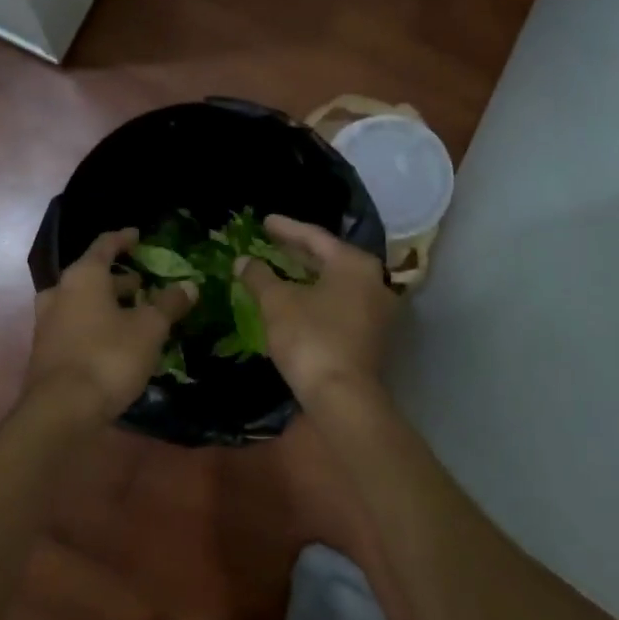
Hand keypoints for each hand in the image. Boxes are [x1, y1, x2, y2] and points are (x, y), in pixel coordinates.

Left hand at [23, 229, 196, 421]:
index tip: (138, 236)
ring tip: (135, 314)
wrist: (60, 411)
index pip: (105, 245)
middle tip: (145, 285)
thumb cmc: (108, 357)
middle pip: (92, 276)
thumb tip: (188, 286)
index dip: (123, 239)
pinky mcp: (46, 350)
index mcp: (83, 276)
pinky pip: (75, 325)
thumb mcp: (149, 329)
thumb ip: (168, 304)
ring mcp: (47, 322)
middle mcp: (60, 292)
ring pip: (82, 302)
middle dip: (120, 279)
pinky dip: (95, 324)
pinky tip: (116, 341)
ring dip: (107, 304)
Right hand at [236, 215, 395, 404]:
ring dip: (307, 276)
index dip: (286, 228)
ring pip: (335, 283)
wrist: (342, 398)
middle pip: (329, 259)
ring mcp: (376, 311)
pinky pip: (339, 304)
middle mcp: (373, 282)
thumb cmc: (310, 338)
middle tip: (270, 243)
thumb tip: (242, 261)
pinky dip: (316, 297)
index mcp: (354, 264)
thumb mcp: (276, 303)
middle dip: (297, 252)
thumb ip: (259, 276)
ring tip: (279, 270)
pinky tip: (295, 300)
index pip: (315, 237)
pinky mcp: (371, 337)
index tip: (264, 221)